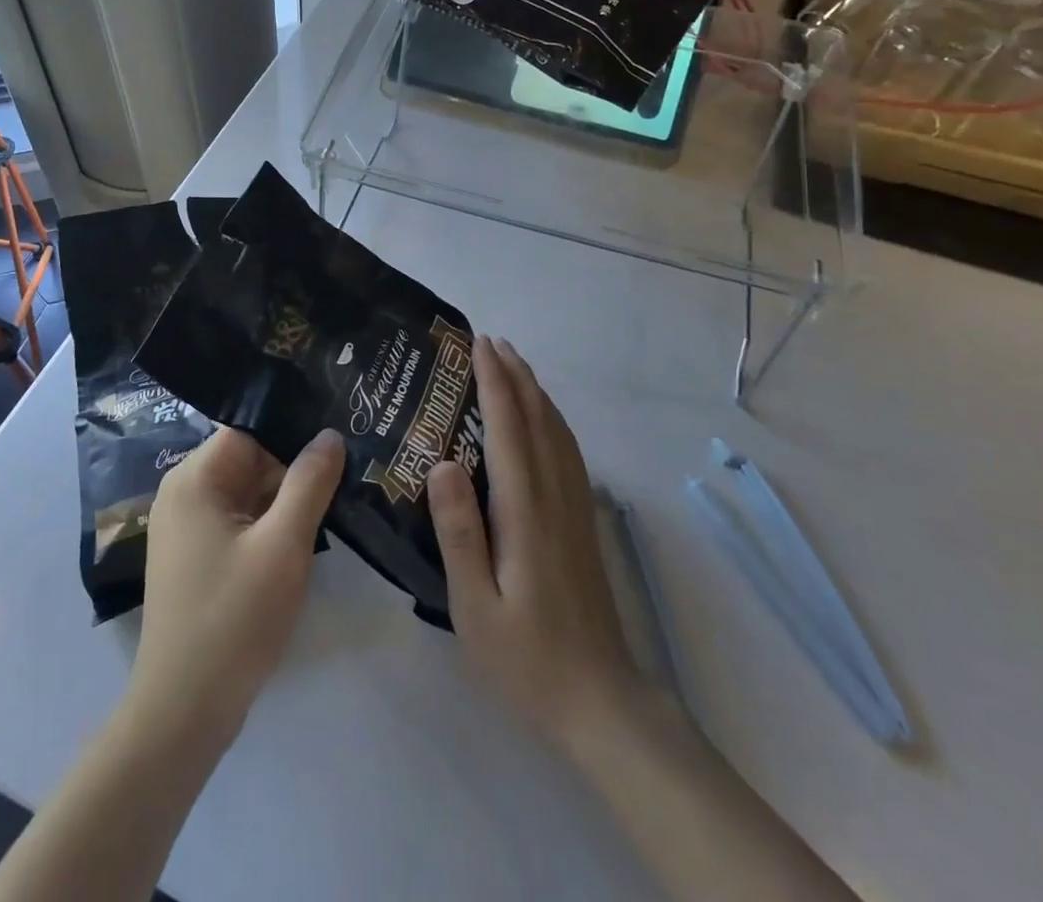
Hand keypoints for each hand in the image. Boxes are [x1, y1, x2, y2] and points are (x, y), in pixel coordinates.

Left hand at [129, 425, 344, 746]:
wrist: (184, 713)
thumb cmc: (234, 619)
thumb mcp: (283, 545)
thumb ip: (309, 482)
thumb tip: (330, 434)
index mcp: (194, 478)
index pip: (250, 429)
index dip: (294, 428)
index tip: (338, 430)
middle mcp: (184, 492)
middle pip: (249, 458)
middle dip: (295, 464)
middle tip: (349, 463)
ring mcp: (187, 527)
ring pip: (247, 491)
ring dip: (286, 496)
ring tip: (338, 490)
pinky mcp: (197, 556)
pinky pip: (240, 520)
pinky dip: (270, 522)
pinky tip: (308, 528)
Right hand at [428, 336, 637, 755]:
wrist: (601, 703)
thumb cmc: (526, 659)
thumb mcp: (474, 605)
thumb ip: (458, 532)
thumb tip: (441, 462)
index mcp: (525, 510)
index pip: (509, 428)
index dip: (494, 381)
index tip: (478, 344)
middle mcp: (554, 496)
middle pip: (537, 419)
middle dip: (515, 375)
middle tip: (491, 340)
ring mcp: (574, 508)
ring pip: (557, 432)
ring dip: (536, 391)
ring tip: (515, 364)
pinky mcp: (582, 523)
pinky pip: (568, 452)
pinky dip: (553, 420)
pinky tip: (544, 420)